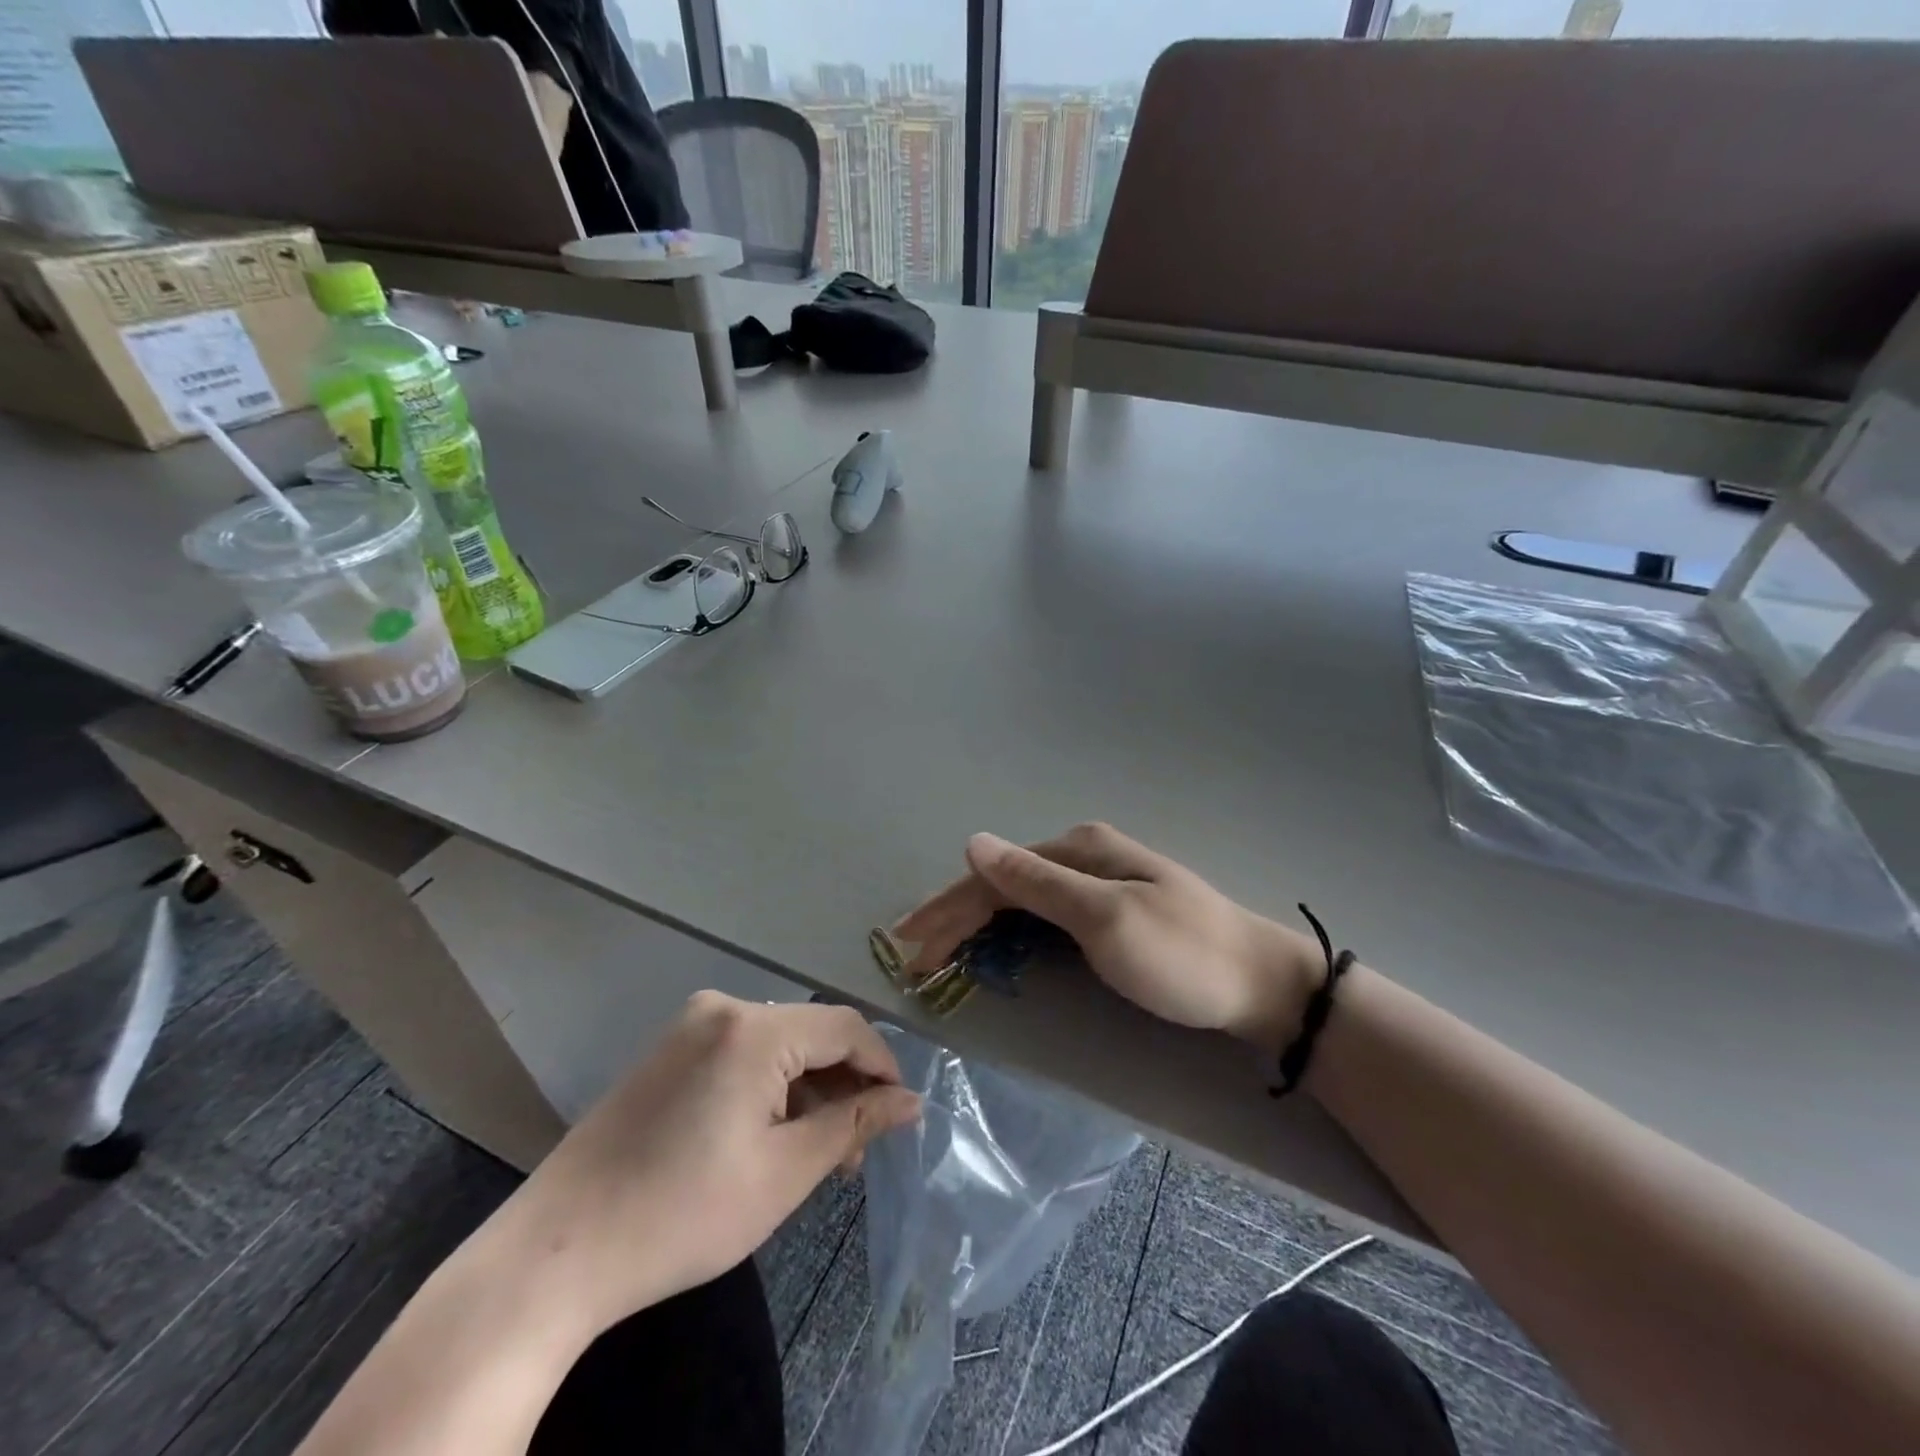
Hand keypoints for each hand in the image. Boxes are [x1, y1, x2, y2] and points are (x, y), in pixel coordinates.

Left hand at [500, 994, 921, 1336]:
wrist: (558, 1251)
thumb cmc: (683, 1213)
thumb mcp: (785, 1172)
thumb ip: (853, 1124)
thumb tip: (910, 1101)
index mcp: (753, 1028)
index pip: (845, 1026)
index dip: (881, 1066)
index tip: (899, 1116)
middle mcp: (723, 1008)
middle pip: (810, 1033)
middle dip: (843, 1084)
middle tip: (854, 1151)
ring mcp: (689, 1026)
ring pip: (777, 1044)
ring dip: (806, 1089)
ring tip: (817, 1153)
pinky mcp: (668, 1050)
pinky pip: (741, 1053)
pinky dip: (769, 1086)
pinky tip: (770, 1135)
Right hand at [894, 823, 1320, 1046]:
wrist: (1262, 985)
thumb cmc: (1182, 956)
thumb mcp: (1105, 919)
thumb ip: (1037, 881)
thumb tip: (973, 842)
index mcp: (1079, 850)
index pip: (993, 876)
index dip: (947, 911)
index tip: (909, 949)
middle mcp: (1083, 856)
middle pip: (1001, 884)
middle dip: (953, 917)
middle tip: (911, 955)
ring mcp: (1098, 882)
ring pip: (1019, 899)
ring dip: (975, 924)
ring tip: (938, 951)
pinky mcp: (1110, 911)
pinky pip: (1041, 914)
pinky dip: (1008, 930)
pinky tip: (992, 943)